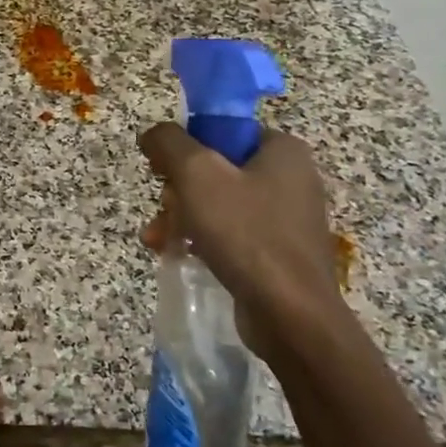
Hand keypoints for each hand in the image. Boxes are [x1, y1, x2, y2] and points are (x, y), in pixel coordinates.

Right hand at [139, 122, 343, 349]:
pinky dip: (203, 239)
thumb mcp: (197, 174)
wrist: (290, 314)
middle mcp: (292, 178)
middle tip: (163, 210)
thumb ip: (169, 143)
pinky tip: (179, 254)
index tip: (162, 171)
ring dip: (183, 217)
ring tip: (159, 240)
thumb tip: (153, 134)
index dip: (186, 147)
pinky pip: (232, 234)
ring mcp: (288, 218)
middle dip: (179, 191)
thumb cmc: (245, 233)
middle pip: (217, 170)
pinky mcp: (280, 252)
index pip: (223, 132)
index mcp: (282, 150)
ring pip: (219, 204)